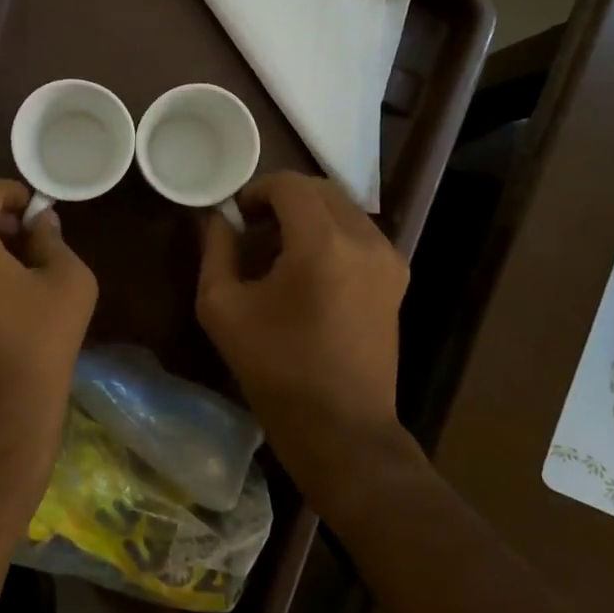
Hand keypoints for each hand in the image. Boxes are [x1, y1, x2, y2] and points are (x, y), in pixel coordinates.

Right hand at [196, 171, 412, 508]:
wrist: (341, 428)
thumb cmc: (275, 369)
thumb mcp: (222, 307)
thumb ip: (216, 250)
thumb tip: (220, 218)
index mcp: (322, 243)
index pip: (289, 184)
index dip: (256, 190)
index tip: (237, 216)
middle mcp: (364, 239)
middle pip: (319, 189)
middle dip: (282, 199)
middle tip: (254, 229)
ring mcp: (388, 258)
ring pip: (342, 208)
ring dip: (307, 215)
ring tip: (279, 251)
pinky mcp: (397, 278)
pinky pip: (359, 233)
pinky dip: (330, 233)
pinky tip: (308, 270)